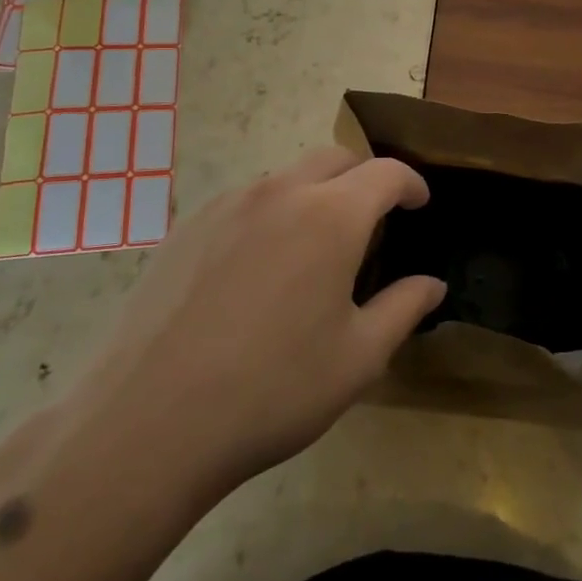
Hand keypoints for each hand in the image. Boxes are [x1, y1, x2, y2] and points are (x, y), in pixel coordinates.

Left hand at [56, 147, 444, 504]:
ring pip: (287, 177)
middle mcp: (280, 193)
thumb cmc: (272, 390)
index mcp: (331, 216)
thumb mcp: (358, 358)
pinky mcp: (188, 227)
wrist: (149, 422)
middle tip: (374, 220)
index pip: (385, 173)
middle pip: (335, 158)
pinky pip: (245, 201)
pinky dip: (271, 213)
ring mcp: (227, 206)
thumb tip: (433, 284)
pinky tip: (259, 268)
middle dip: (364, 178)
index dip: (411, 183)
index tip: (420, 203)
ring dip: (316, 194)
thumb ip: (403, 308)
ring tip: (315, 247)